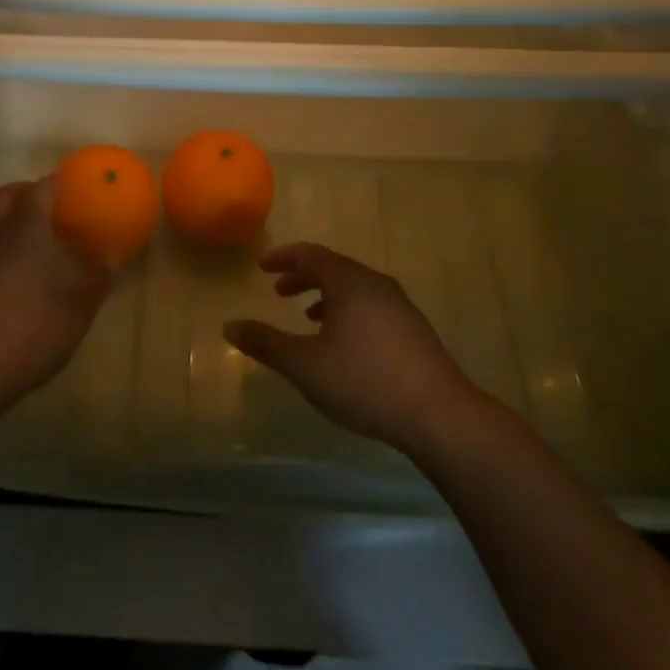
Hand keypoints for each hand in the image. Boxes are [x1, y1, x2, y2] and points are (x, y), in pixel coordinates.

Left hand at [0, 179, 112, 424]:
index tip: (74, 187)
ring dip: (9, 223)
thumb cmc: (29, 328)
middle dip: (26, 193)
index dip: (58, 184)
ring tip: (34, 246)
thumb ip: (97, 278)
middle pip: (6, 197)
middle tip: (50, 206)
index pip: (42, 189)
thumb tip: (110, 257)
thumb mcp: (78, 307)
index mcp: (26, 226)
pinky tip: (13, 280)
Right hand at [224, 243, 498, 455]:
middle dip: (303, 276)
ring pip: (354, 288)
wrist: (439, 415)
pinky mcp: (414, 330)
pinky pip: (371, 305)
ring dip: (326, 295)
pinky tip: (345, 343)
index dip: (283, 258)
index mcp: (349, 282)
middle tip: (280, 291)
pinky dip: (348, 310)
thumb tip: (229, 325)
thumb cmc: (365, 381)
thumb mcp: (305, 365)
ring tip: (308, 318)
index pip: (310, 254)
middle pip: (334, 268)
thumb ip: (266, 343)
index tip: (262, 267)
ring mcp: (400, 305)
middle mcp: (375, 284)